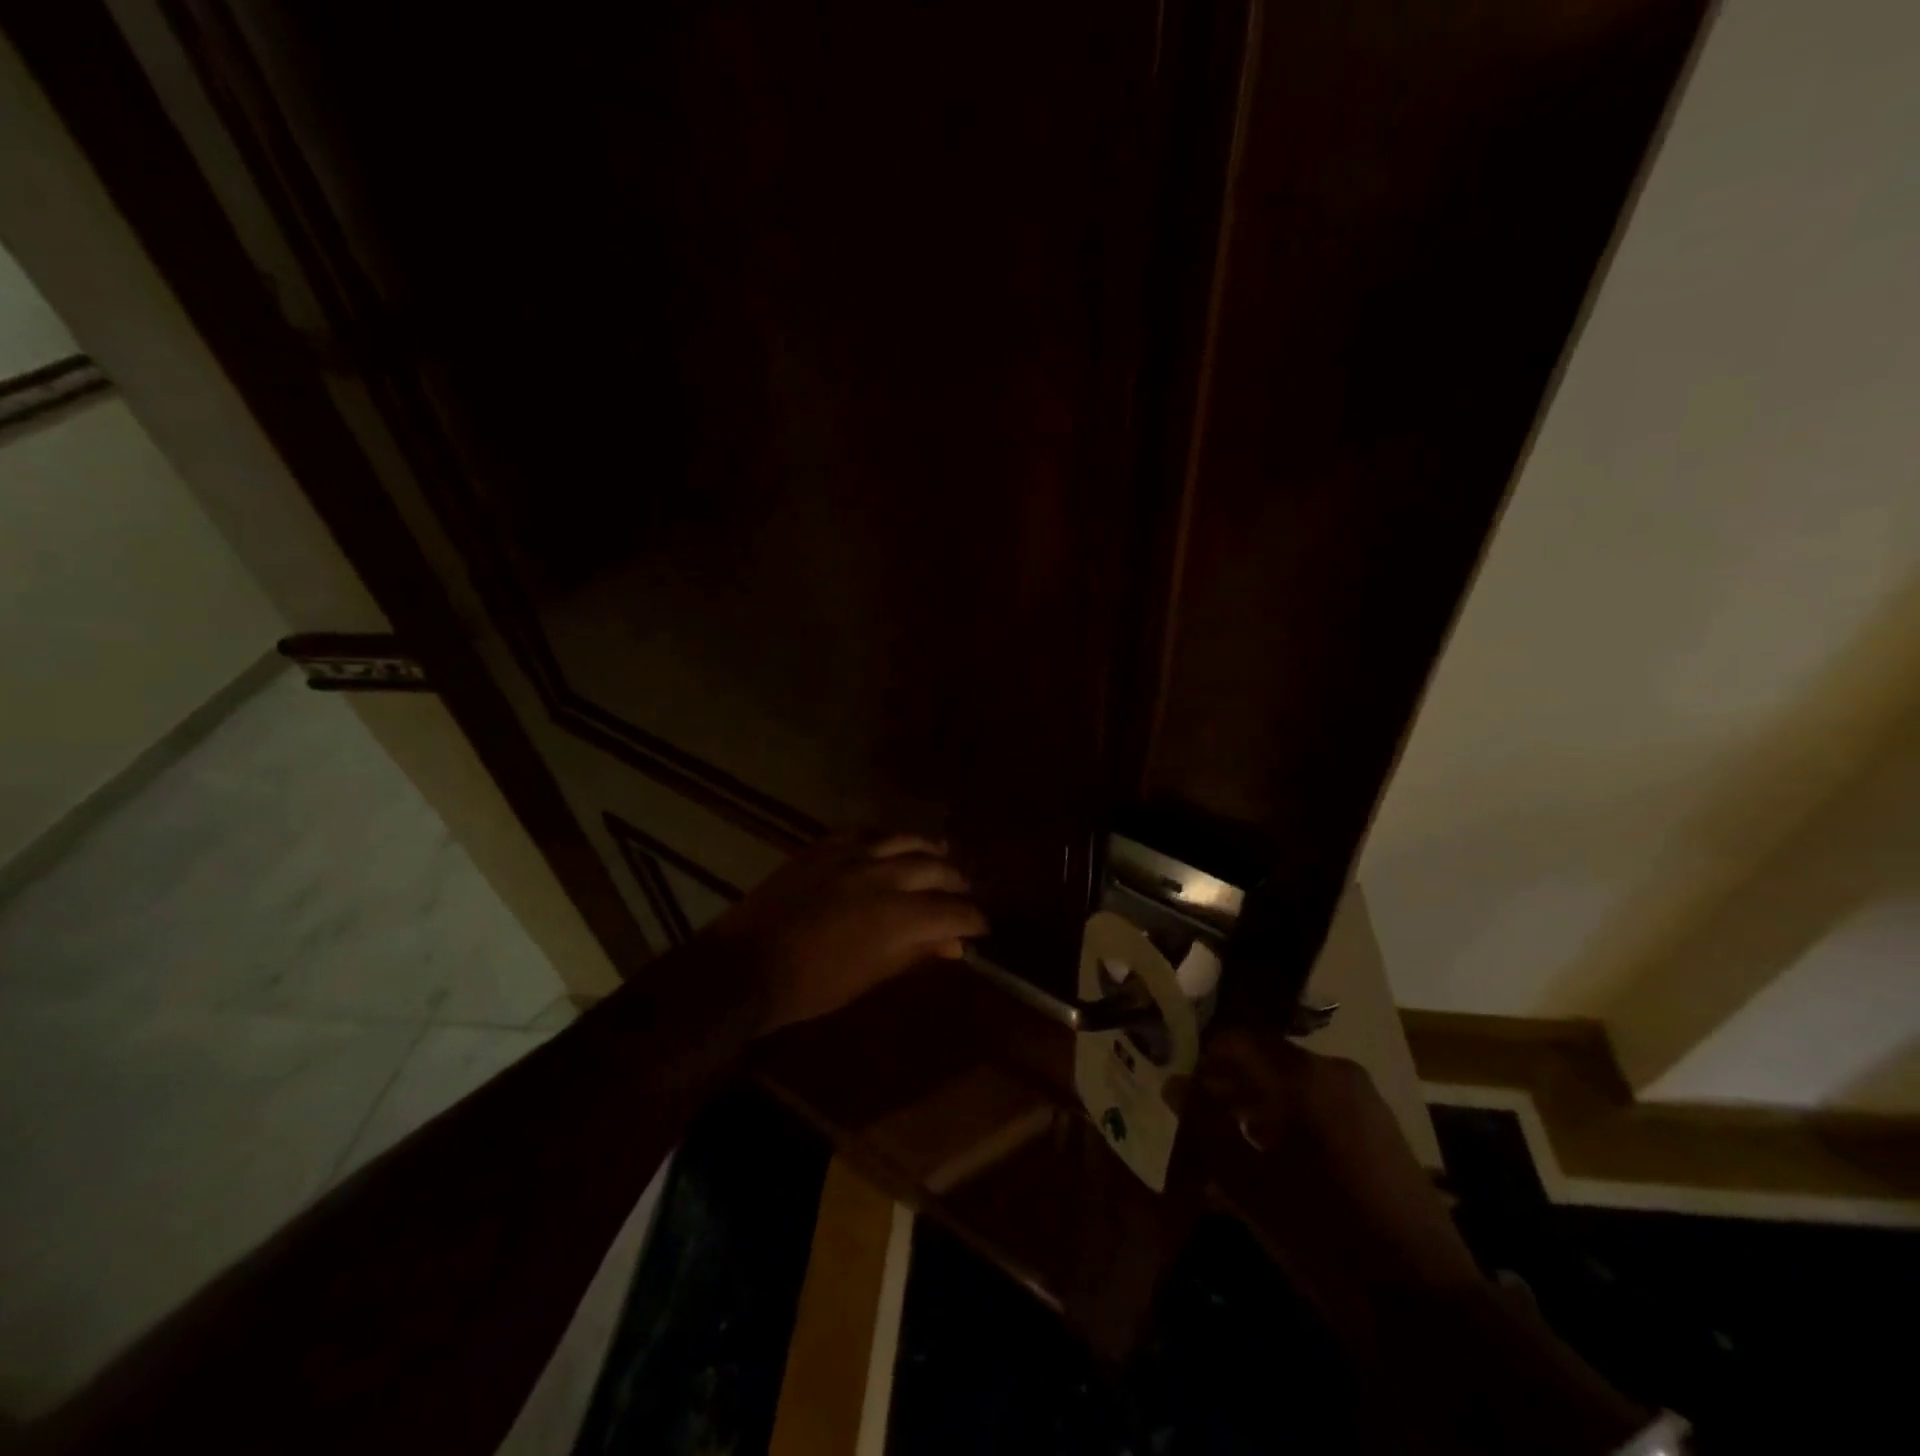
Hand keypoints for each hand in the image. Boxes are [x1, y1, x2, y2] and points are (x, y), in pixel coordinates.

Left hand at [707, 831, 987, 1035]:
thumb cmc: (813, 985)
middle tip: (964, 893)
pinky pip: (865, 832)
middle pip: (936, 868)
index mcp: (899, 916)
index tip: (981, 926)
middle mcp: (883, 876)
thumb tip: (953, 945)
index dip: (973, 919)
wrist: (747, 966)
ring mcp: (852, 855)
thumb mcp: (871, 977)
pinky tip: (890, 845)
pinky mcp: (824, 847)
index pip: (953, 911)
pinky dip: (885, 838)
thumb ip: (915, 953)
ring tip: (941, 858)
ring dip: (928, 850)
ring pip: (905, 840)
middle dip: (957, 882)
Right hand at [1197, 1028, 1481, 1295]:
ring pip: (1295, 1086)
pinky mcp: (1382, 1133)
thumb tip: (1174, 1086)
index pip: (1239, 1039)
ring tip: (1228, 1144)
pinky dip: (1290, 1122)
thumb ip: (1205, 1127)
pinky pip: (1322, 1108)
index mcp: (1303, 1075)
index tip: (1181, 1086)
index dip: (1205, 1057)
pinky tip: (1271, 1163)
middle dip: (1229, 1085)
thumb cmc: (1322, 1232)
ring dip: (1258, 1106)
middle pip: (1267, 1061)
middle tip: (1197, 1118)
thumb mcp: (1248, 1182)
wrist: (1425, 1304)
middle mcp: (1336, 1074)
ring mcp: (1365, 1102)